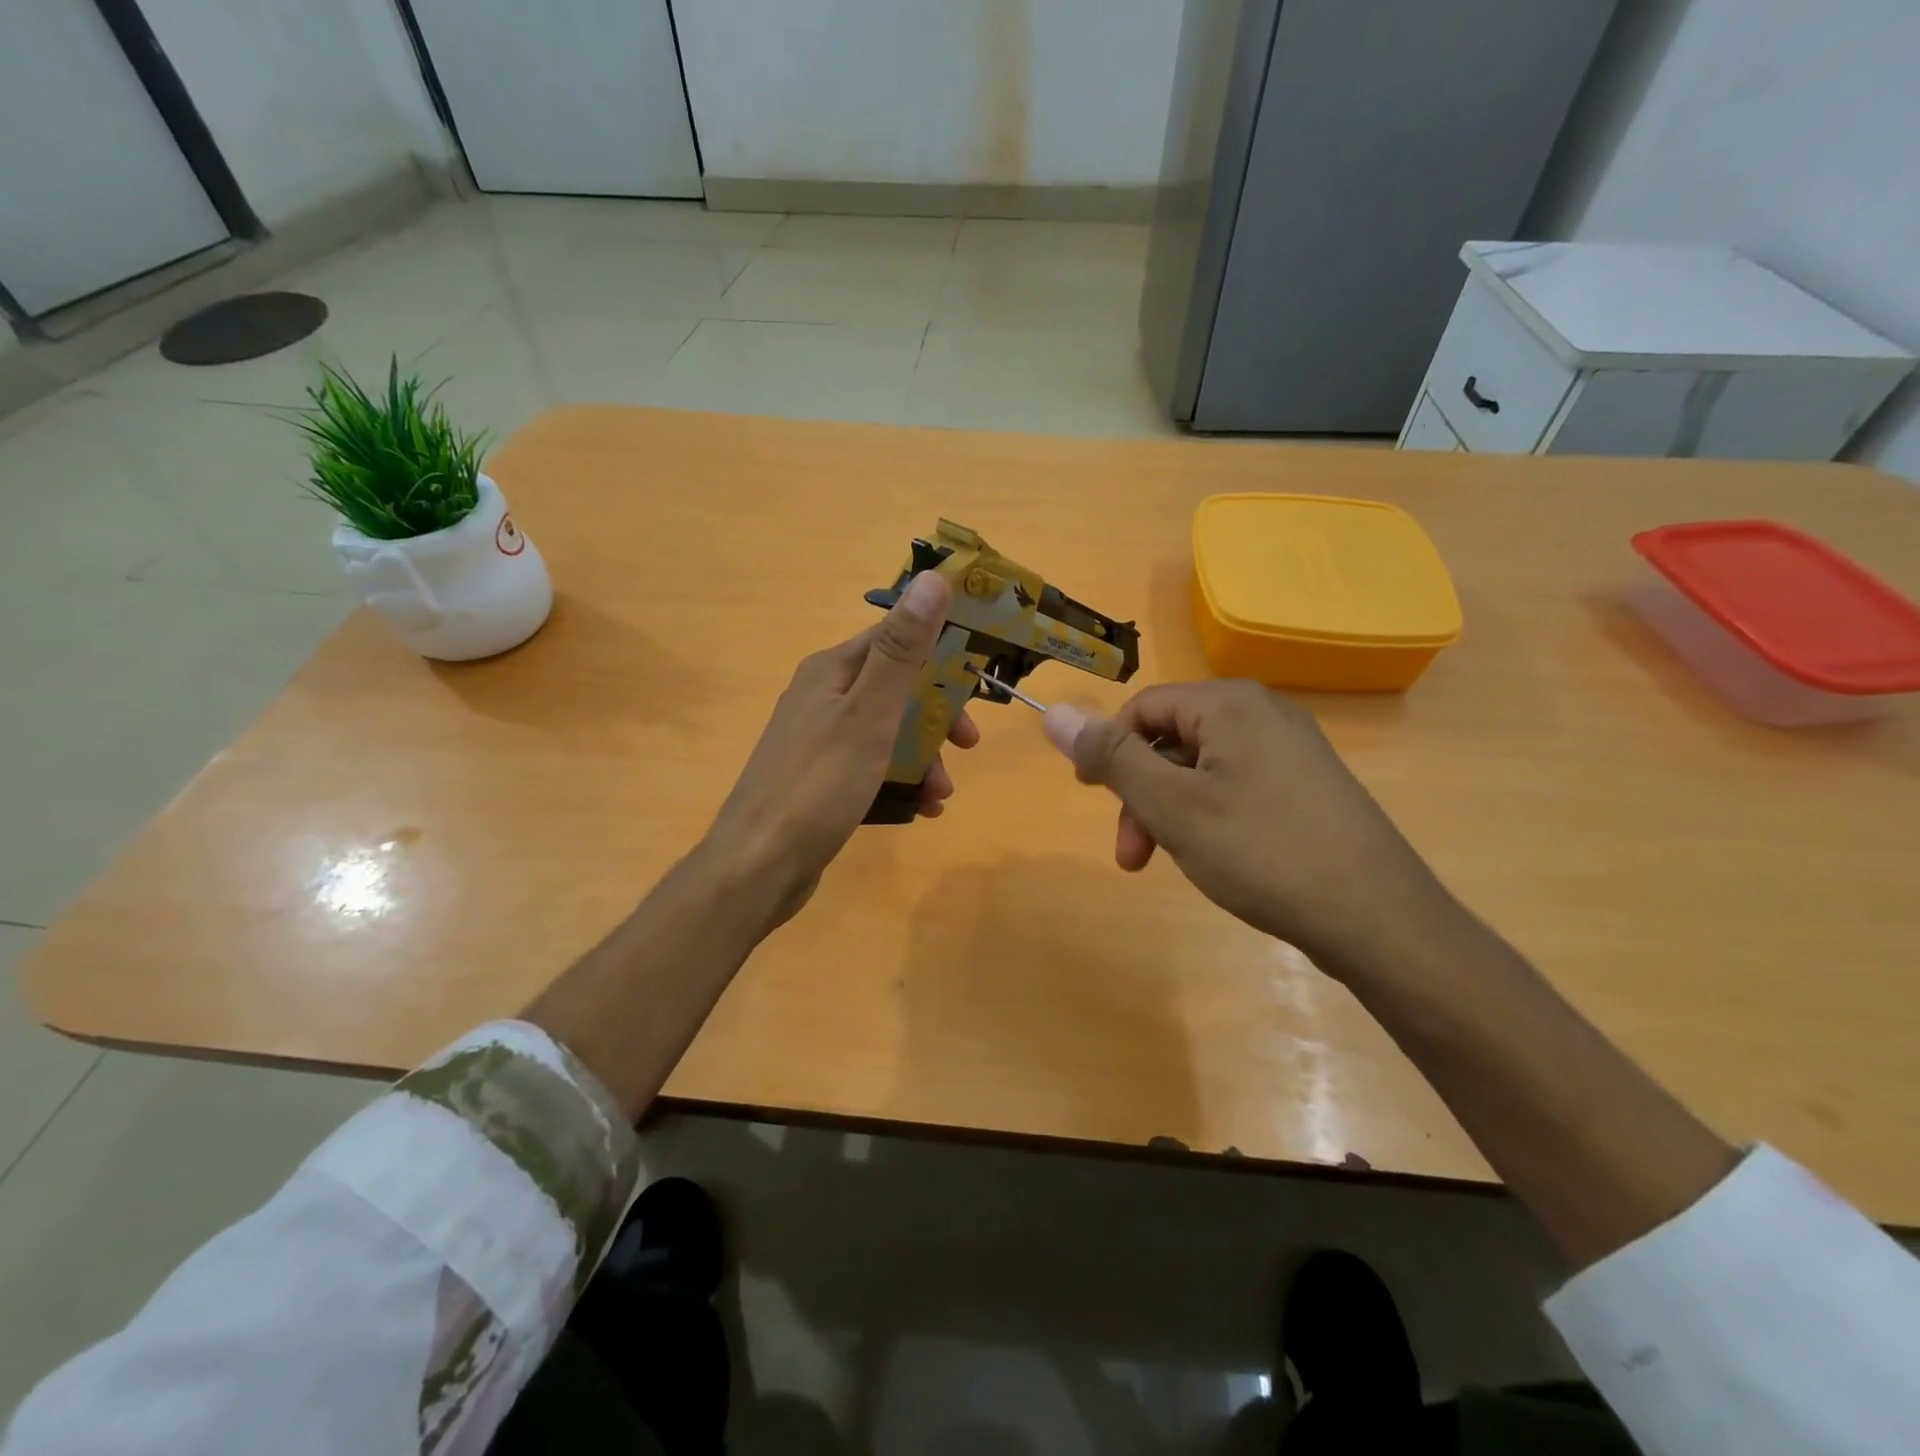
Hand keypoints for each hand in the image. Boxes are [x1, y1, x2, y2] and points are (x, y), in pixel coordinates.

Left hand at [706, 571, 977, 929]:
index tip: (980, 673)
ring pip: (887, 733)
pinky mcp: (819, 780)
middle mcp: (822, 697)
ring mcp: (818, 741)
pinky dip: (899, 781)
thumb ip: (902, 650)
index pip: (894, 637)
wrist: (758, 867)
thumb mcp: (869, 713)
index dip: (940, 649)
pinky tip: (920, 809)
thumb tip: (933, 579)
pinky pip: (871, 767)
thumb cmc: (819, 784)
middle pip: (895, 688)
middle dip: (936, 715)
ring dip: (923, 756)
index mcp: (832, 671)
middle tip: (968, 743)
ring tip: (942, 793)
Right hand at [1043, 681, 1461, 978]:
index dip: (1108, 751)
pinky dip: (1209, 818)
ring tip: (1175, 862)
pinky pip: (1236, 787)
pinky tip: (1217, 859)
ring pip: (1202, 769)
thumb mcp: (1171, 806)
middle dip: (1141, 795)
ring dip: (1171, 812)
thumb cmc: (1262, 852)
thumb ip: (1111, 758)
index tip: (1092, 800)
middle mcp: (1264, 713)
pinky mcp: (1308, 786)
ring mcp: (1292, 751)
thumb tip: (1054, 712)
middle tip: (1134, 856)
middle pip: (1171, 740)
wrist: (1378, 918)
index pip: (1143, 708)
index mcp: (1230, 704)